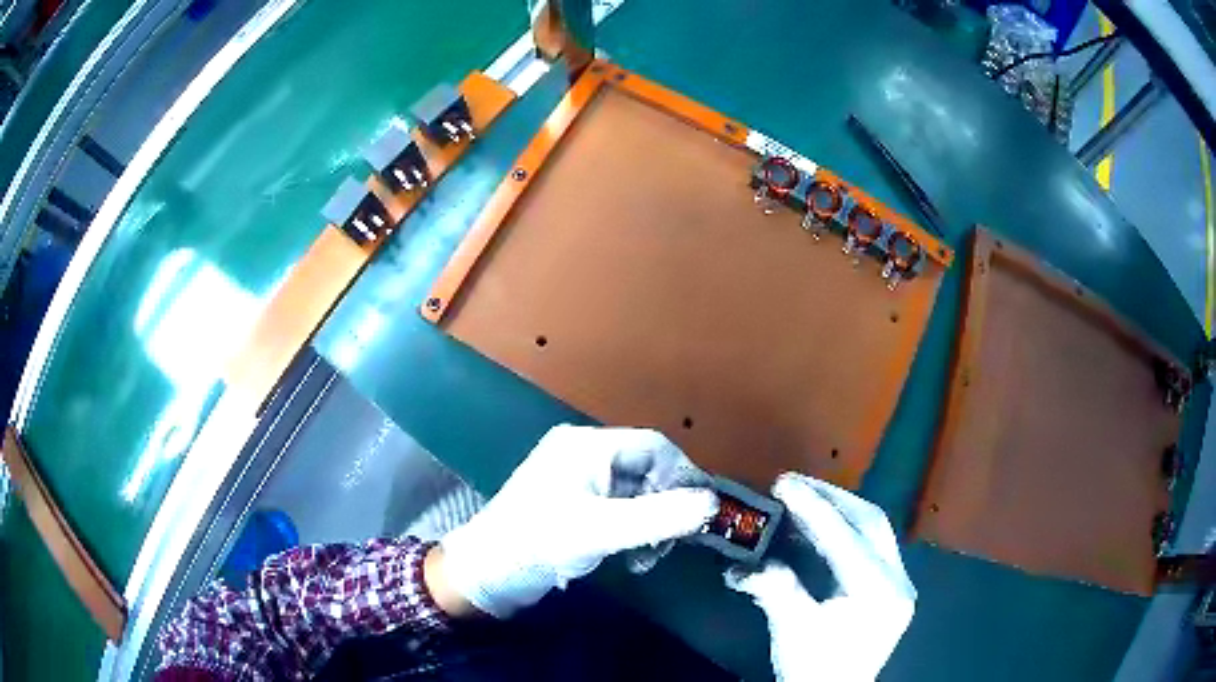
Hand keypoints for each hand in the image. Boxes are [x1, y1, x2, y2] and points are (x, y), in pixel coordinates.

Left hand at [437, 425, 717, 617]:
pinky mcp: (574, 506)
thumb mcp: (601, 531)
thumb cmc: (538, 543)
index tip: (697, 515)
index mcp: (587, 446)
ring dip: (650, 524)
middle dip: (665, 507)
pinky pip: (619, 510)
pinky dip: (632, 531)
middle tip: (670, 543)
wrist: (485, 574)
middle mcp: (584, 455)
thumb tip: (713, 503)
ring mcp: (578, 481)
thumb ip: (660, 517)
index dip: (683, 477)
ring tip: (647, 557)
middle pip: (647, 470)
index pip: (654, 446)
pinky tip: (630, 557)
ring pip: (636, 493)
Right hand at [726, 473, 915, 681]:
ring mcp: (899, 583)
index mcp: (879, 593)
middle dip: (831, 499)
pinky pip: (870, 546)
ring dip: (838, 511)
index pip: (845, 539)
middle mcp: (898, 580)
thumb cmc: (813, 668)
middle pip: (870, 522)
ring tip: (802, 498)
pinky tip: (817, 528)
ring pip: (873, 531)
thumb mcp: (792, 629)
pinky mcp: (890, 588)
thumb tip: (741, 563)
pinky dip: (843, 532)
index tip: (783, 484)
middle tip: (794, 484)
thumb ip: (774, 587)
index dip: (812, 509)